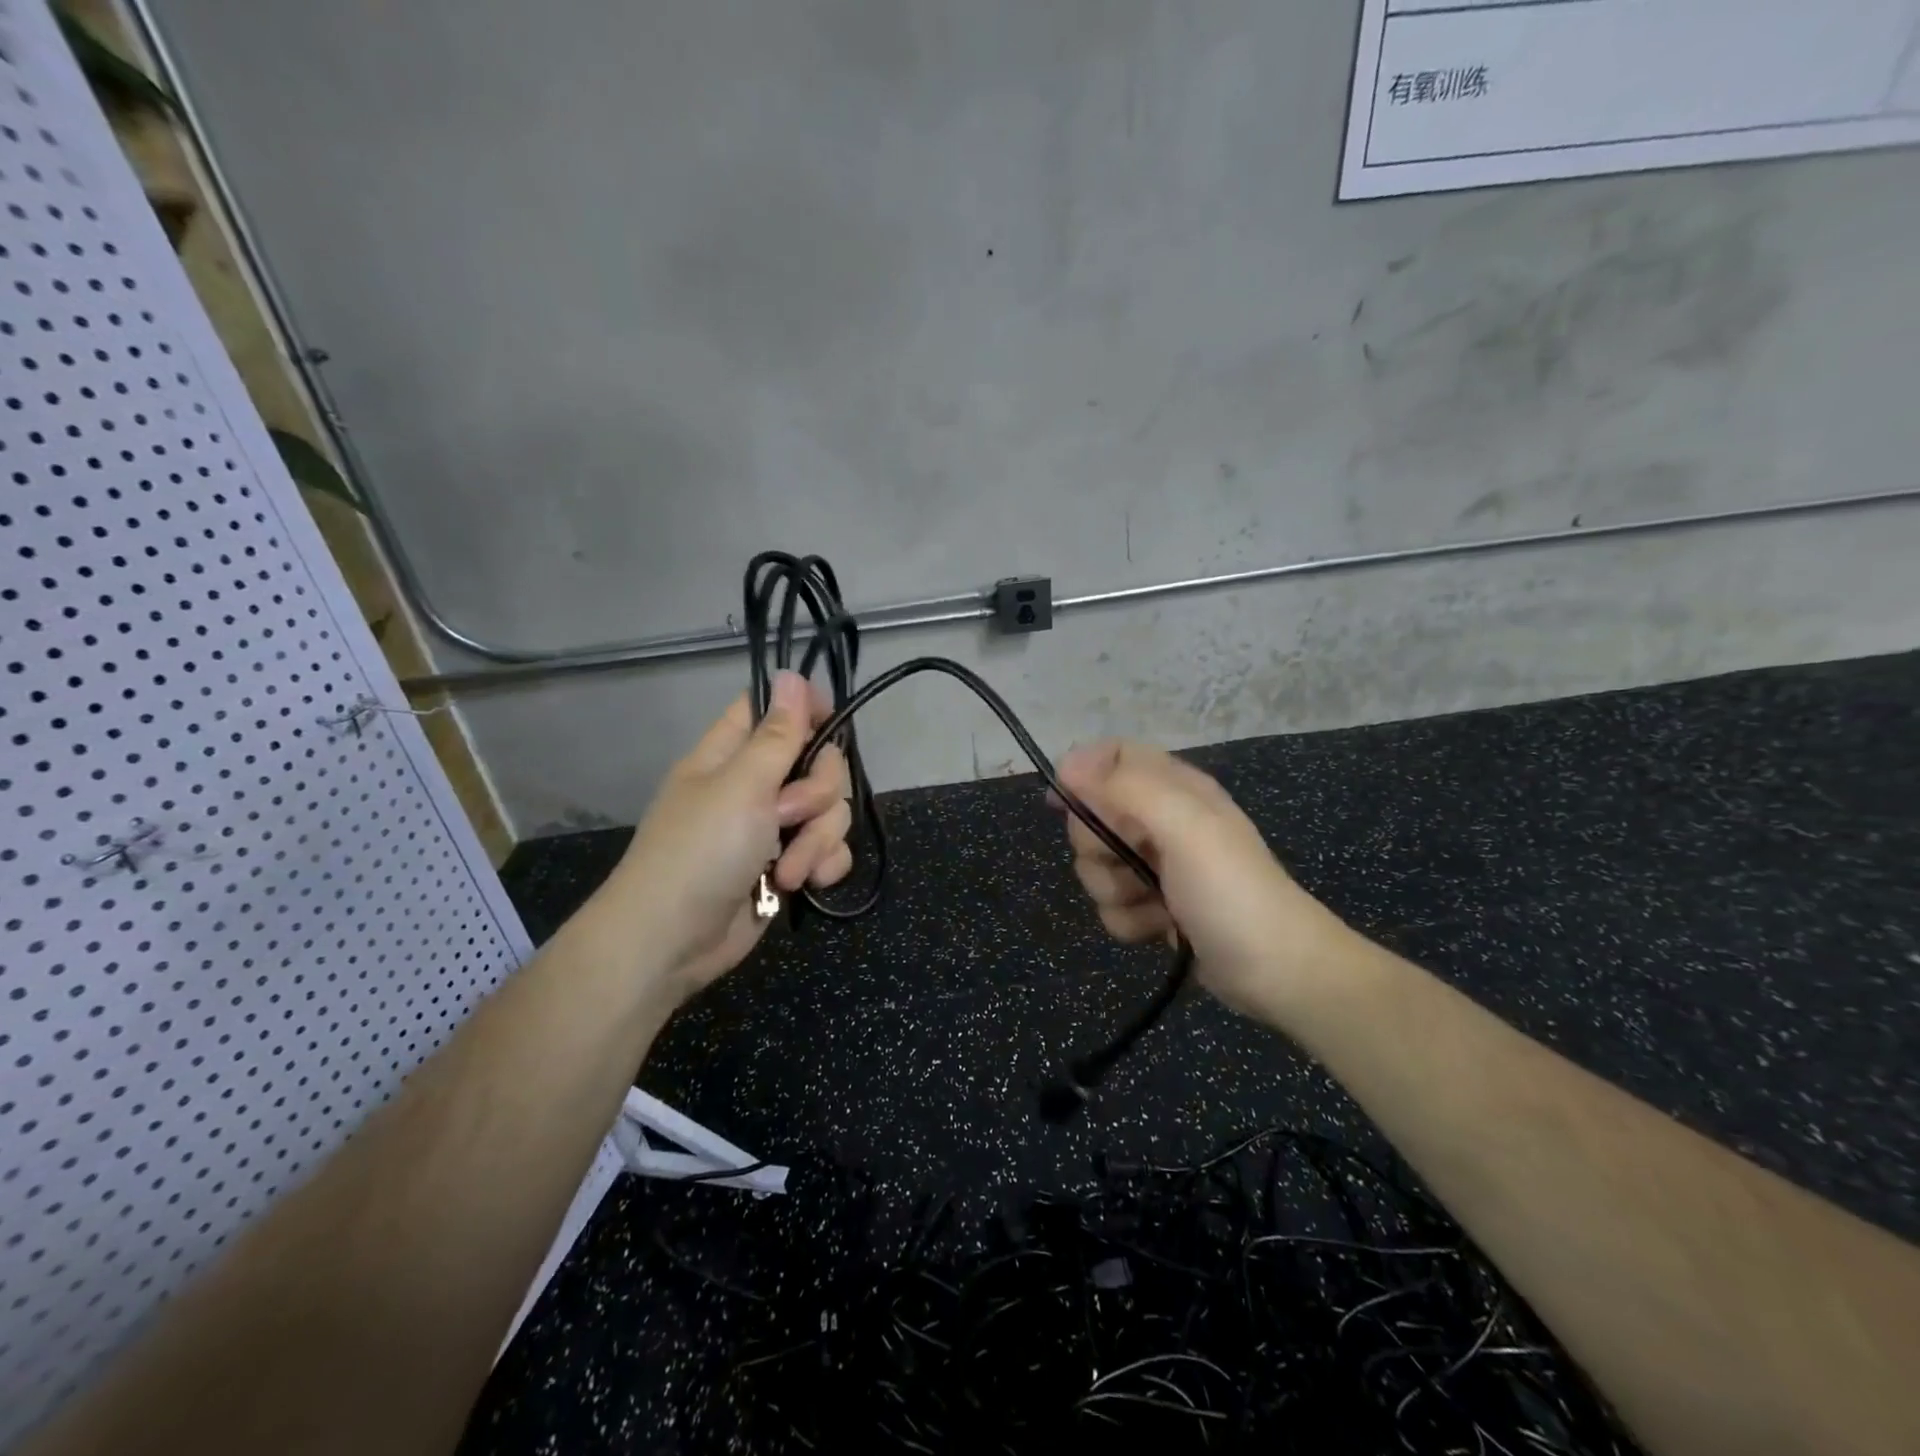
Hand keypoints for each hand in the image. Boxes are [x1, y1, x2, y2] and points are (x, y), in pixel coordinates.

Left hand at [597, 671, 852, 1005]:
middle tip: (788, 814)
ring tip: (786, 870)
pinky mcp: (787, 865)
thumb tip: (790, 674)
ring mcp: (772, 828)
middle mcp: (754, 785)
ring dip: (817, 840)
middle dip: (818, 792)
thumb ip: (777, 734)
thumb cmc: (698, 853)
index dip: (806, 709)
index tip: (830, 725)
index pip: (774, 709)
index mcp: (732, 755)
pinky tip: (806, 883)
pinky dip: (822, 865)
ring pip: (829, 810)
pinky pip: (829, 850)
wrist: (672, 943)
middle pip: (818, 762)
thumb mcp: (740, 786)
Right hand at [1054, 740, 1348, 1016]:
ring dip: (1114, 890)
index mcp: (1173, 788)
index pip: (1113, 756)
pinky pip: (1111, 904)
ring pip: (1096, 866)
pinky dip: (1129, 920)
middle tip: (1127, 862)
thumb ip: (1124, 789)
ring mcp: (1156, 866)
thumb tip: (1067, 764)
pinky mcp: (1153, 906)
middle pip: (1093, 816)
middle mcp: (1161, 821)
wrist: (1276, 971)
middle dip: (1097, 846)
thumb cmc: (1230, 890)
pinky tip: (1158, 928)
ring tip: (1152, 904)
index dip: (1081, 773)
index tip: (1060, 803)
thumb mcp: (1183, 826)